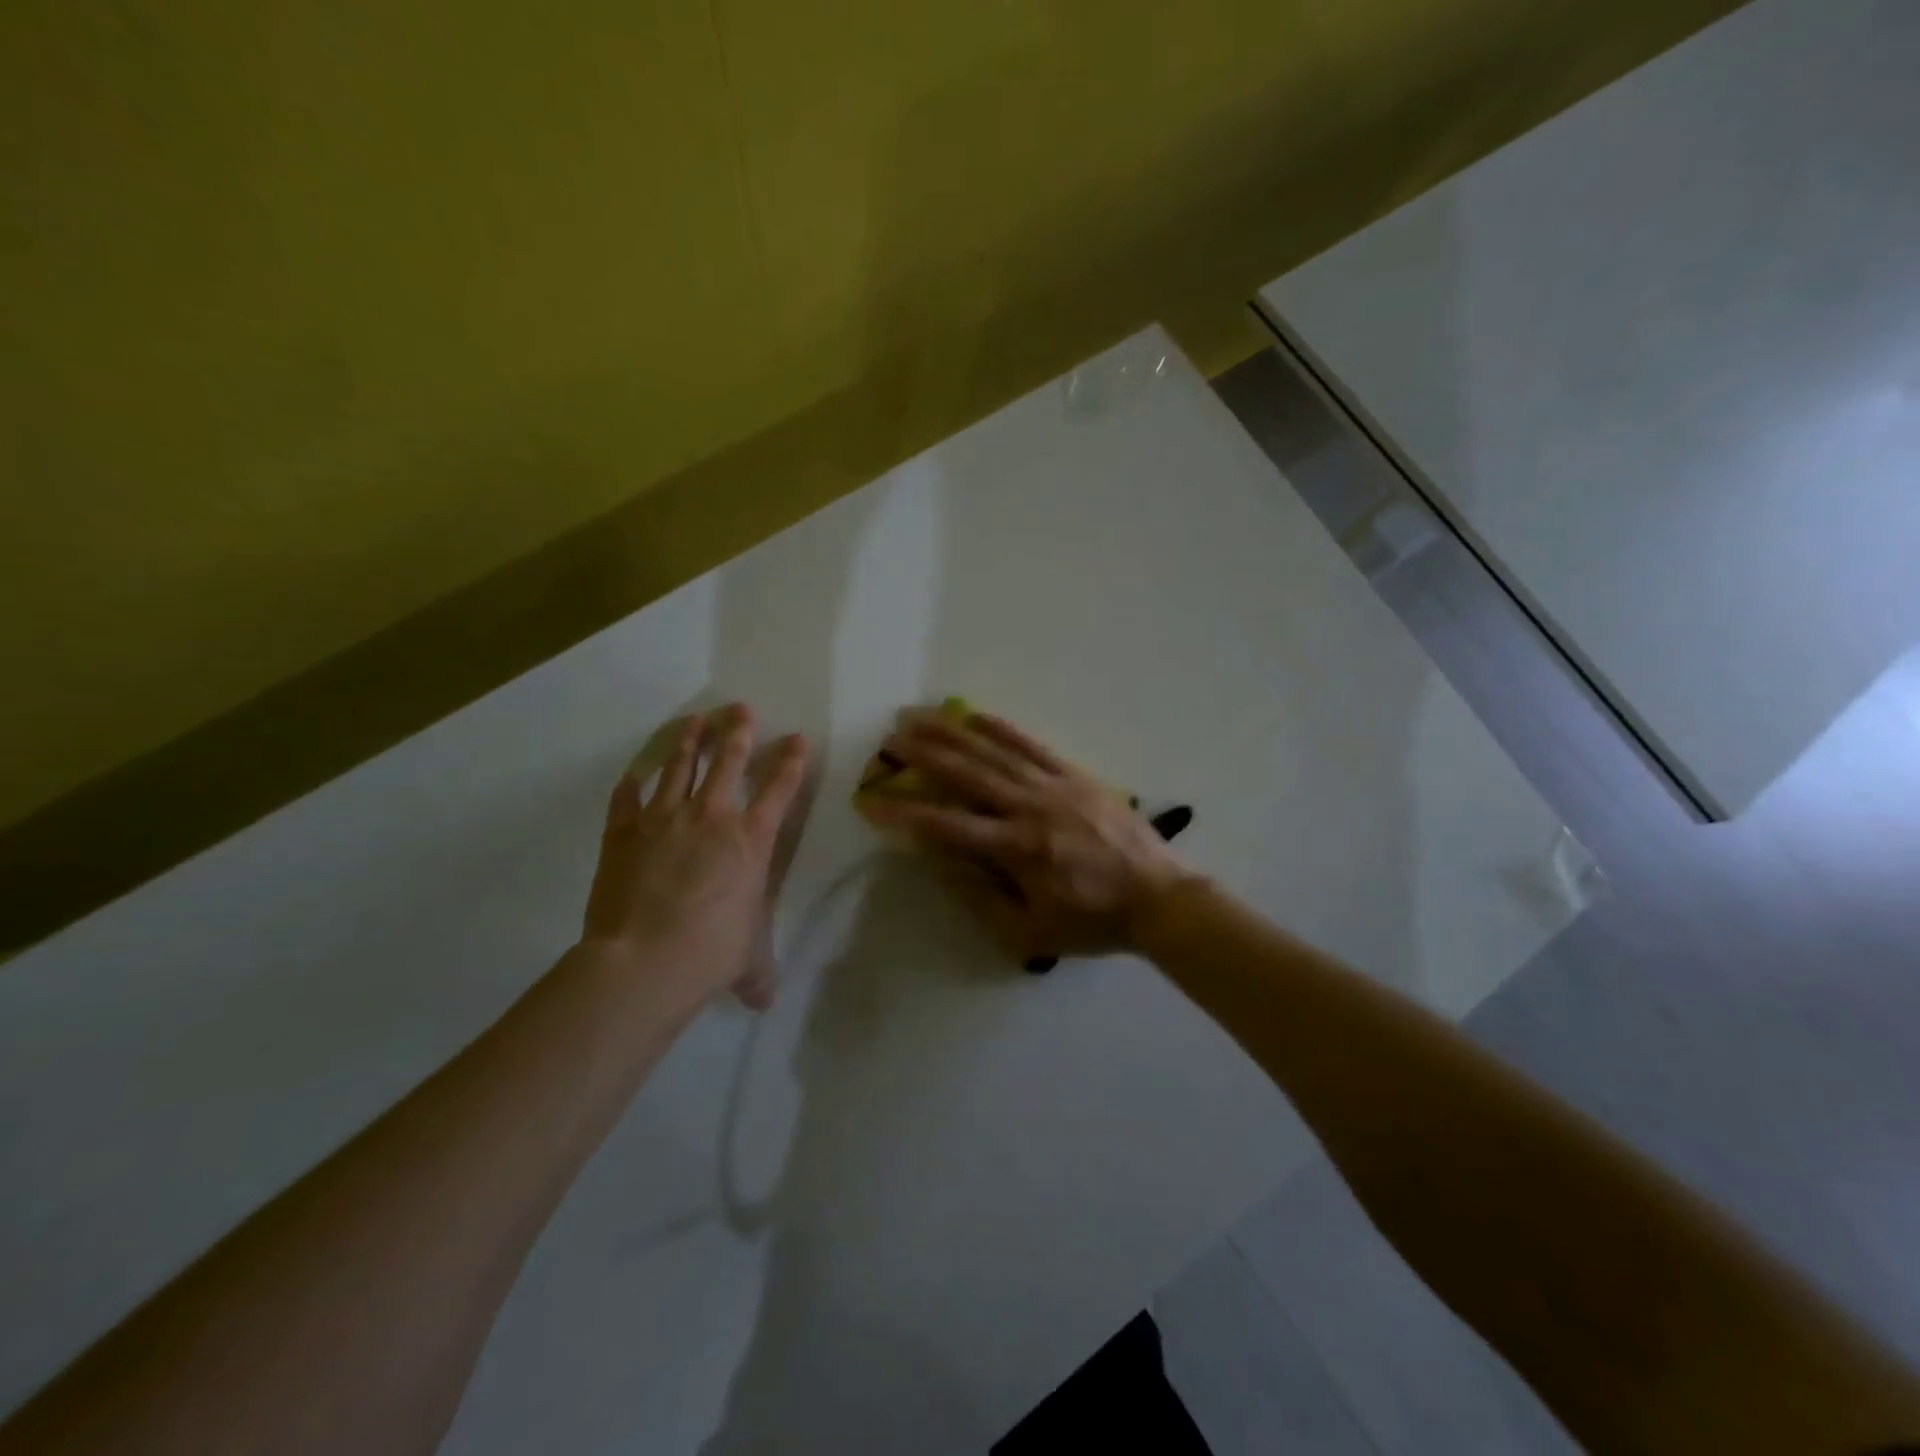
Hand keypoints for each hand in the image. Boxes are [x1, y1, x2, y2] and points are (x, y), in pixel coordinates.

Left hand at [582, 705, 809, 1012]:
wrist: (644, 961)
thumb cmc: (711, 954)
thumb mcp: (748, 959)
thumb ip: (758, 972)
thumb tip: (764, 1000)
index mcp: (751, 841)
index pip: (780, 789)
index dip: (791, 760)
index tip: (797, 737)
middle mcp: (712, 818)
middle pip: (729, 761)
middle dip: (738, 730)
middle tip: (740, 707)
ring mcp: (664, 819)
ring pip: (679, 766)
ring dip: (689, 741)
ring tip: (694, 720)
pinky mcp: (623, 832)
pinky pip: (627, 800)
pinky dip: (630, 786)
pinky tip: (632, 776)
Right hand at [861, 711, 1196, 961]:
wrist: (1160, 898)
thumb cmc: (1092, 921)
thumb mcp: (1031, 932)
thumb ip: (981, 897)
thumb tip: (940, 862)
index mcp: (1017, 849)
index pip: (948, 826)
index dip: (906, 814)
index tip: (873, 802)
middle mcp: (1030, 808)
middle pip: (968, 775)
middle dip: (925, 755)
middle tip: (891, 738)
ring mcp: (1054, 786)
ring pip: (995, 752)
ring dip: (954, 733)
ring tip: (921, 716)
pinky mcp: (1076, 775)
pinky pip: (1033, 745)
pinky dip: (1002, 728)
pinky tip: (976, 714)